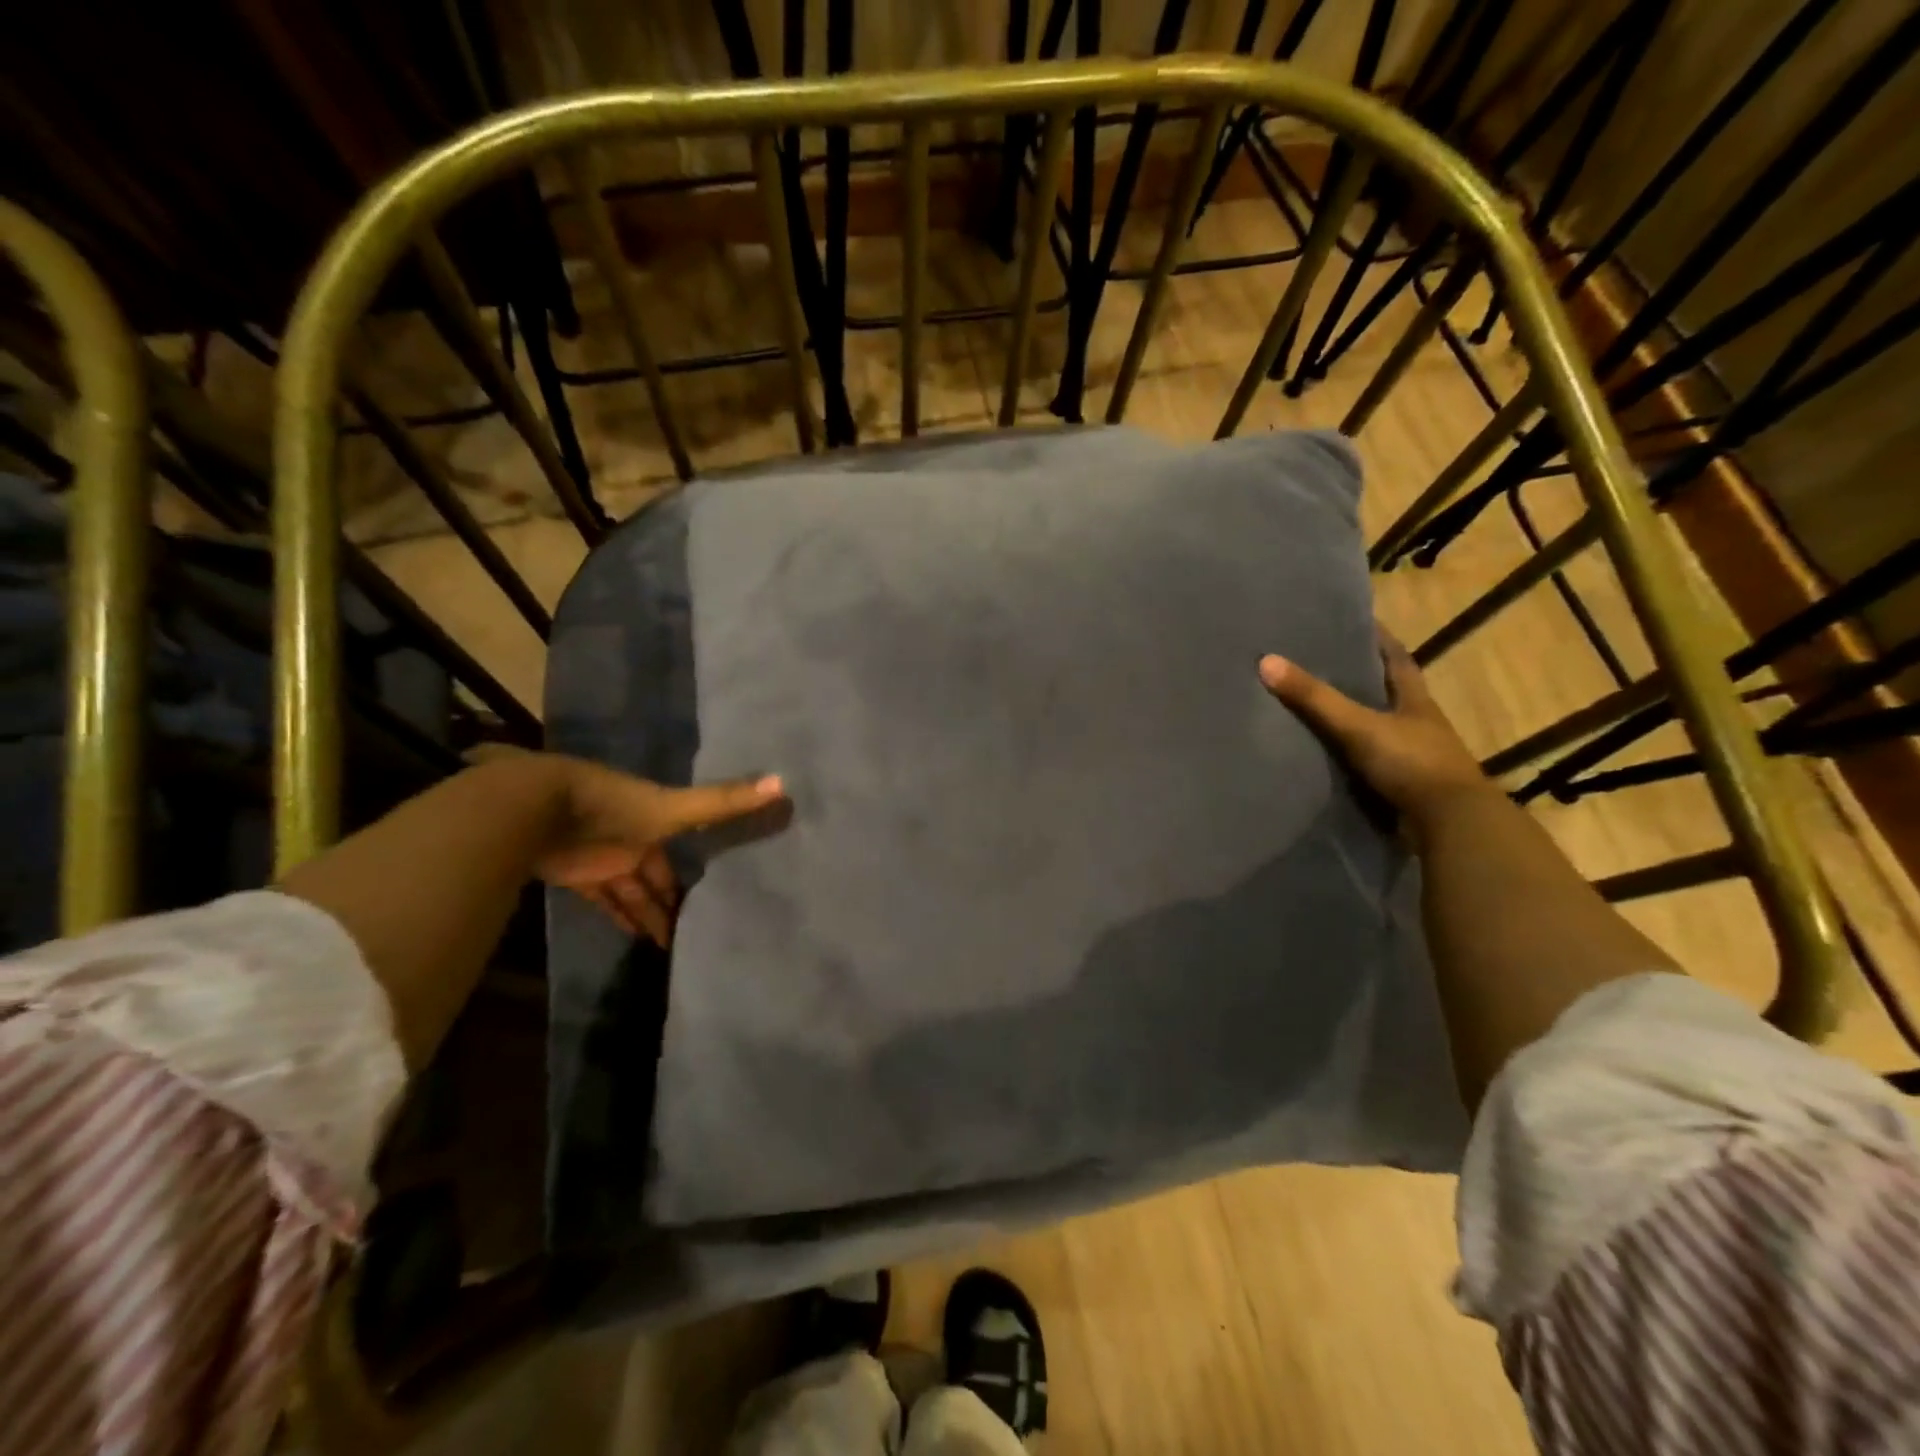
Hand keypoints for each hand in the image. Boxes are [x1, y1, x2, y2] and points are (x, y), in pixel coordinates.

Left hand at [536, 757, 786, 945]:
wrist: (539, 809)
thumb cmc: (614, 807)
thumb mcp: (674, 808)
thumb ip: (724, 802)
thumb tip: (783, 782)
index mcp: (657, 820)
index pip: (684, 849)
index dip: (698, 871)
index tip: (720, 896)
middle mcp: (634, 838)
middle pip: (658, 874)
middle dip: (674, 898)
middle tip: (698, 929)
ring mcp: (603, 858)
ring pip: (632, 890)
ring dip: (649, 913)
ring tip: (671, 946)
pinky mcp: (576, 877)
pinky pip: (604, 901)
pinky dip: (620, 917)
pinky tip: (636, 938)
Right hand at [1258, 627, 1491, 835]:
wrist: (1450, 826)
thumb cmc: (1411, 763)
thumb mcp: (1358, 725)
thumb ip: (1315, 698)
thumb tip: (1266, 661)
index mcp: (1415, 701)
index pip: (1397, 659)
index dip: (1379, 640)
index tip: (1356, 622)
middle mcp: (1417, 724)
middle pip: (1387, 693)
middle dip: (1360, 679)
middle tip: (1321, 664)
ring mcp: (1412, 757)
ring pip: (1378, 729)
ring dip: (1353, 721)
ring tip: (1313, 708)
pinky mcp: (1401, 787)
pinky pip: (1369, 763)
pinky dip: (1349, 758)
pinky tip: (1324, 756)